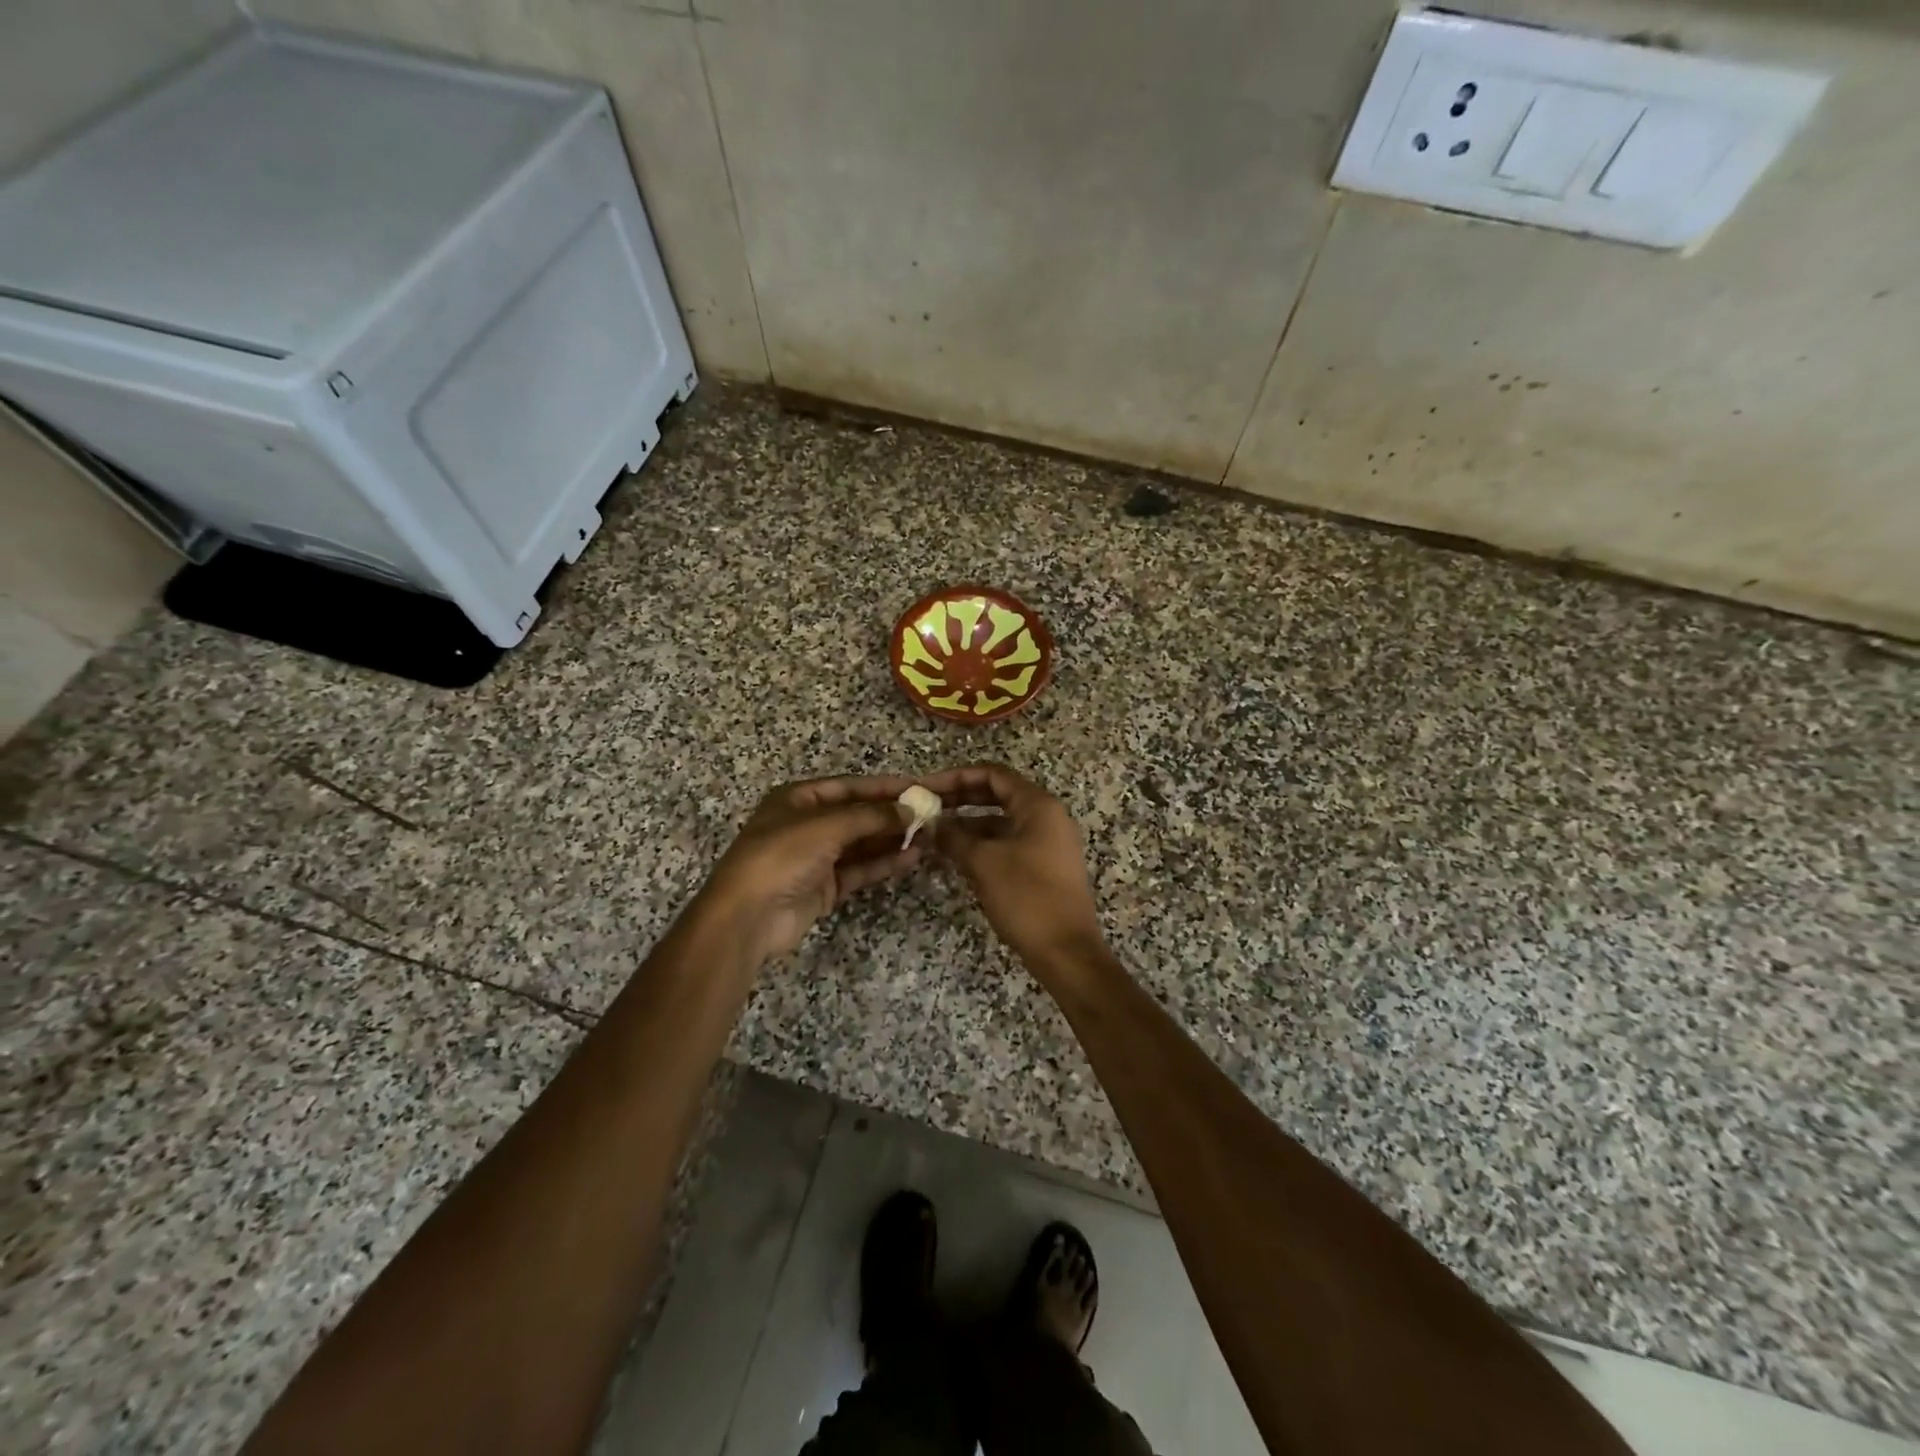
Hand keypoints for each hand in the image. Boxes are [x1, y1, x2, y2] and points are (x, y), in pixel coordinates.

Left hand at [696, 775, 922, 964]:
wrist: (748, 916)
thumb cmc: (782, 855)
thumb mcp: (827, 826)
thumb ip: (872, 816)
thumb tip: (911, 810)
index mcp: (799, 799)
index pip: (850, 786)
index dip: (885, 786)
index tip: (920, 787)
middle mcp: (808, 825)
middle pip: (858, 814)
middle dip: (892, 814)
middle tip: (931, 814)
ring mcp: (816, 858)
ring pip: (862, 843)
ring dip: (893, 839)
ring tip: (930, 836)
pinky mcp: (824, 887)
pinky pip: (860, 869)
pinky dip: (884, 863)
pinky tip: (912, 857)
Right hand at [920, 763, 1107, 976]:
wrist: (1067, 952)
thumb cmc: (1027, 898)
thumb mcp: (983, 863)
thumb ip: (954, 838)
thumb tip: (930, 825)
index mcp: (1038, 805)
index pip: (993, 774)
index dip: (957, 777)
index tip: (926, 788)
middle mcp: (1046, 817)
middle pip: (997, 795)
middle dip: (960, 800)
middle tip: (925, 808)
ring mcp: (1047, 843)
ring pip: (1000, 822)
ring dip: (968, 825)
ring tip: (933, 834)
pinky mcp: (1043, 867)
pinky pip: (1007, 844)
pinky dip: (981, 845)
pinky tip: (954, 856)